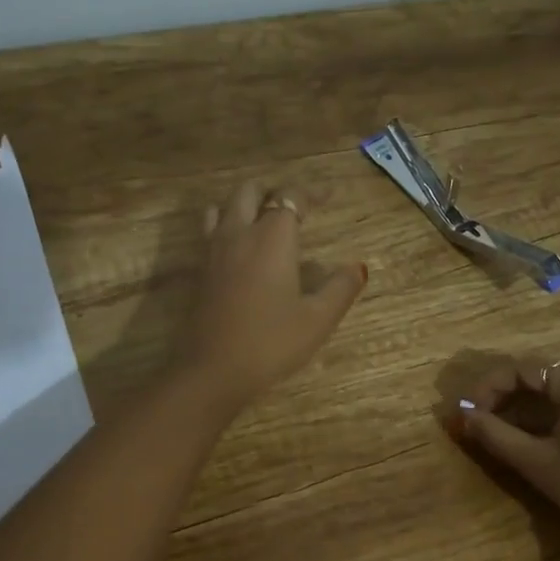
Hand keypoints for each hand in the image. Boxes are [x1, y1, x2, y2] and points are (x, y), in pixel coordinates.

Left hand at [176, 182, 366, 408]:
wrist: (213, 370)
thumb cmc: (271, 343)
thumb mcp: (318, 320)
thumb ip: (340, 288)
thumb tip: (358, 267)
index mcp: (272, 238)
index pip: (290, 198)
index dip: (311, 192)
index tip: (329, 195)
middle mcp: (239, 234)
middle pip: (249, 191)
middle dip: (273, 191)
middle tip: (295, 206)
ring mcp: (214, 251)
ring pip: (224, 207)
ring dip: (245, 204)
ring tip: (264, 220)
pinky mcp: (200, 271)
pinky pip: (211, 231)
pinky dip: (228, 225)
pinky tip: (241, 249)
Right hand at [454, 357, 559, 560]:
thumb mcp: (538, 463)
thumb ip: (496, 435)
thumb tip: (463, 416)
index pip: (523, 368)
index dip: (489, 386)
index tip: (469, 413)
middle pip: (541, 373)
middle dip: (505, 394)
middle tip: (479, 420)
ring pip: (558, 388)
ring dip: (526, 404)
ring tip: (500, 430)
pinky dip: (549, 412)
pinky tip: (533, 436)